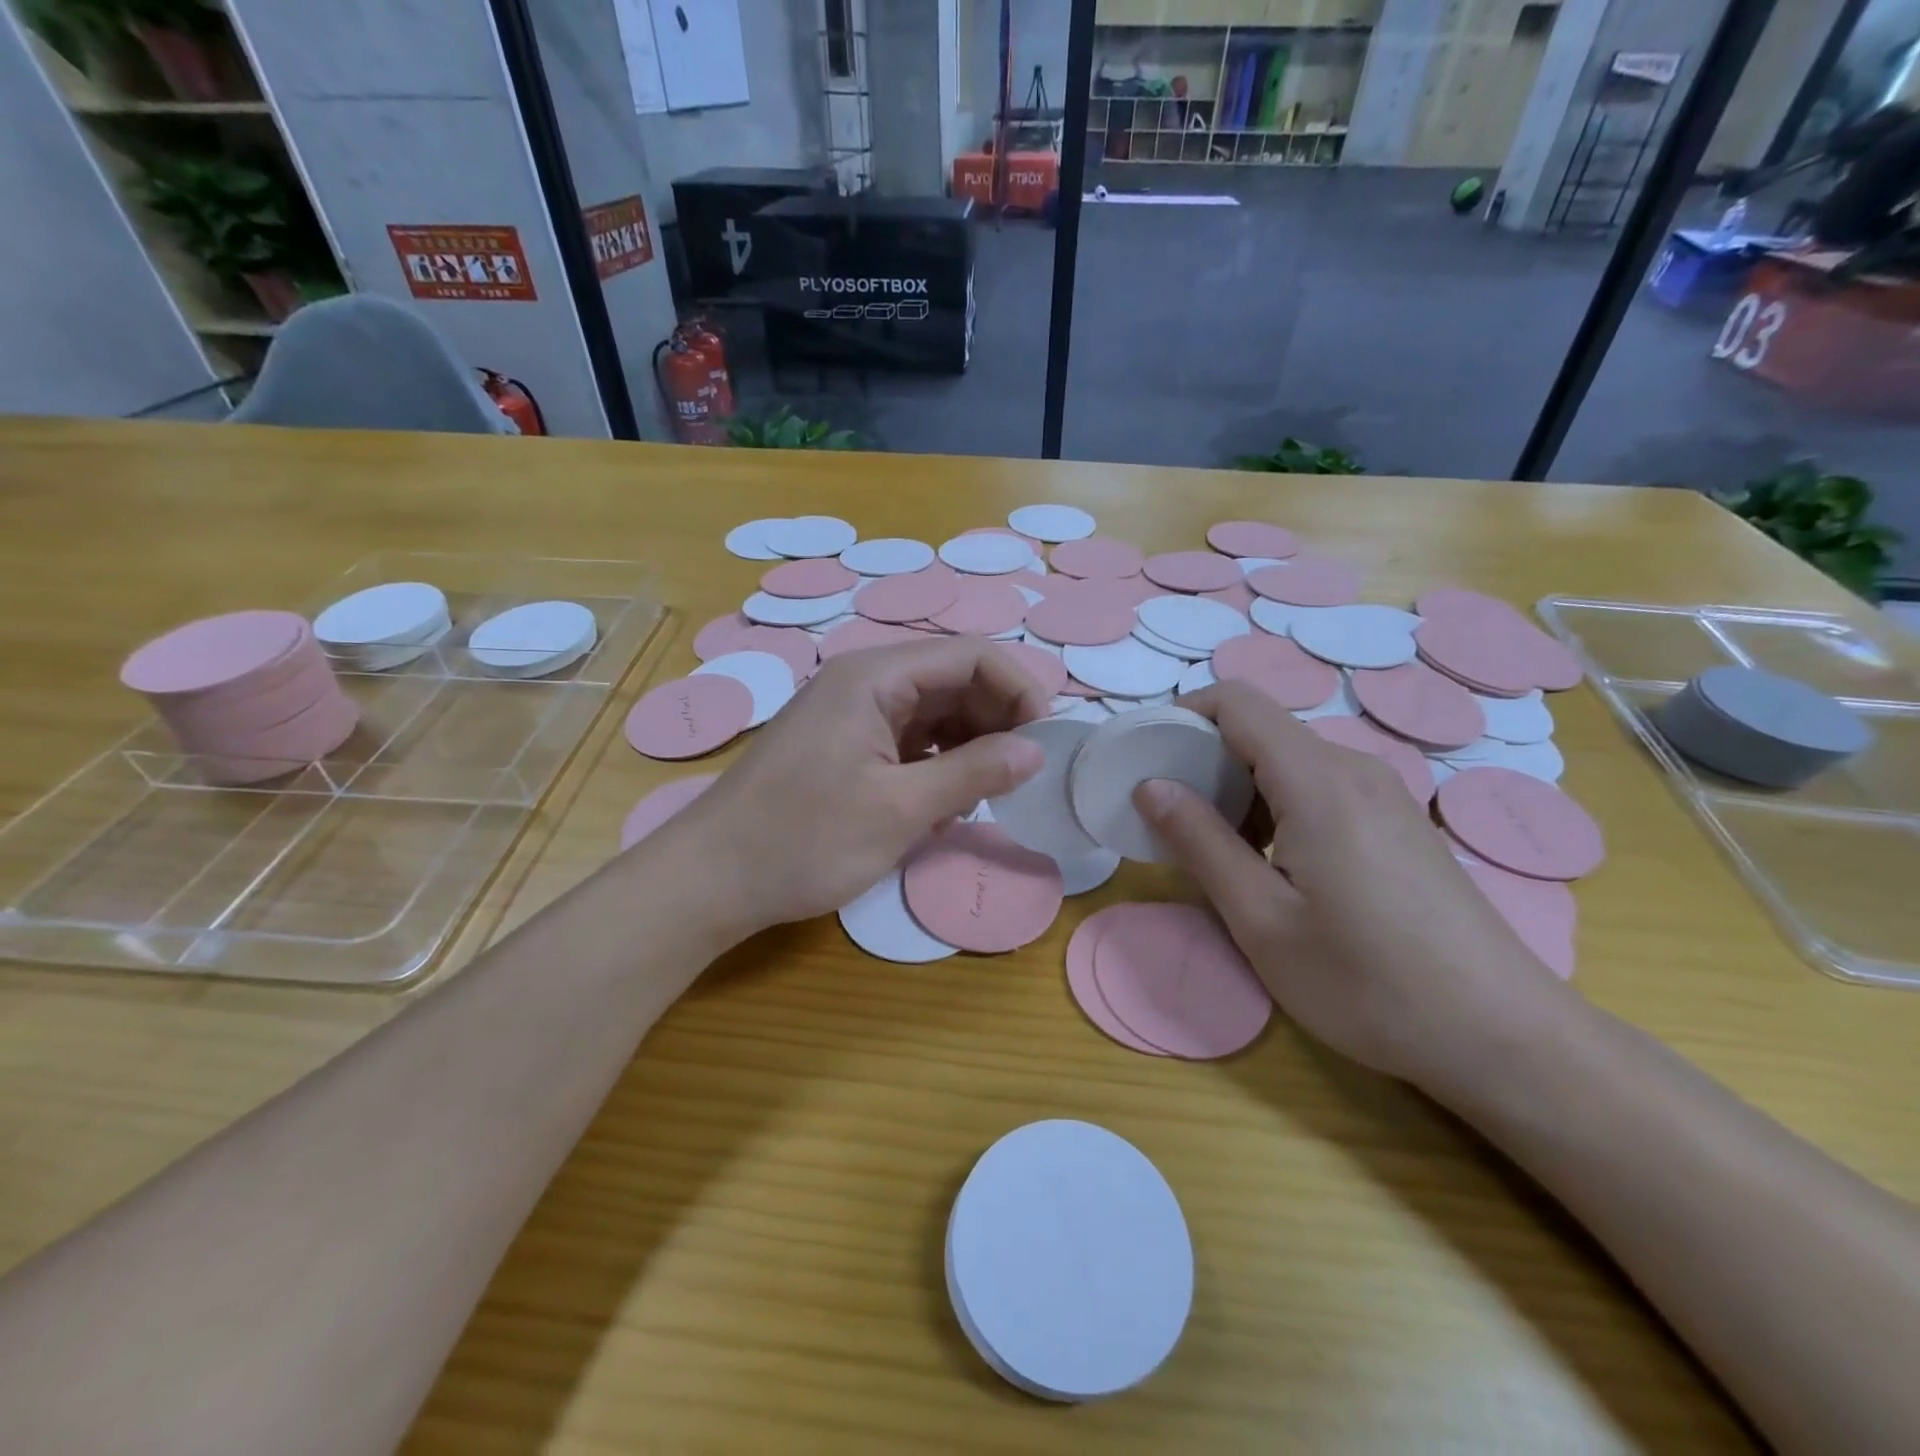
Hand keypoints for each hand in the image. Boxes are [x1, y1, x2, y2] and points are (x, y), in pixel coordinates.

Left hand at [665, 638, 1048, 939]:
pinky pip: (909, 740)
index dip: (1019, 692)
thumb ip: (973, 772)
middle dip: (995, 724)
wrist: (710, 879)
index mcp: (876, 677)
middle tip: (1016, 780)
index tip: (1043, 746)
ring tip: (977, 800)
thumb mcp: (900, 809)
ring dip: (967, 750)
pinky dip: (937, 767)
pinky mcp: (845, 746)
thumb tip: (1035, 751)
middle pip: (954, 681)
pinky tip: (941, 808)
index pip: (972, 656)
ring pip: (934, 714)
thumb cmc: (803, 841)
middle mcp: (865, 682)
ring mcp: (852, 714)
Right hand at [1133, 681, 1573, 1088]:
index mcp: (1317, 780)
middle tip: (1172, 820)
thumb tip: (1151, 785)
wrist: (1502, 1036)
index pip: (1237, 701)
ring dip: (1241, 788)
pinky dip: (1277, 805)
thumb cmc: (1367, 983)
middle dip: (1205, 760)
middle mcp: (1354, 768)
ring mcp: (1384, 794)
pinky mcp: (1398, 822)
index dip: (1183, 715)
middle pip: (1261, 729)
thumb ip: (1200, 842)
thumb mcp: (1262, 919)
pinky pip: (1320, 787)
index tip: (1148, 760)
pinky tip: (1275, 865)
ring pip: (1290, 760)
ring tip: (1219, 851)